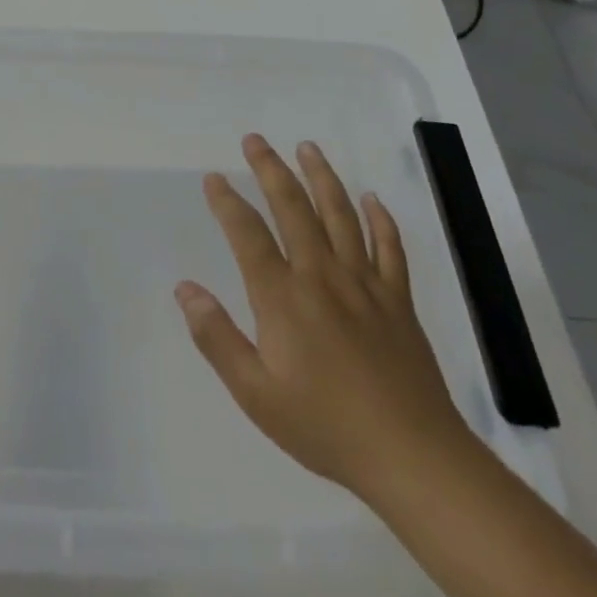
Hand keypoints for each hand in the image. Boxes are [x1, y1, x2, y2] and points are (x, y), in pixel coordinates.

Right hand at [175, 134, 470, 506]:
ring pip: (340, 215)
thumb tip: (184, 289)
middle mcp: (321, 276)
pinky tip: (372, 199)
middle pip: (293, 208)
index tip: (214, 178)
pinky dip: (381, 219)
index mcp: (283, 297)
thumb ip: (217, 337)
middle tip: (254, 140)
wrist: (412, 456)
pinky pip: (390, 248)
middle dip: (270, 169)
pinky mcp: (398, 300)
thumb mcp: (256, 394)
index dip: (227, 202)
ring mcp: (365, 284)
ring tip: (307, 147)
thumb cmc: (325, 426)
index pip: (248, 234)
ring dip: (321, 176)